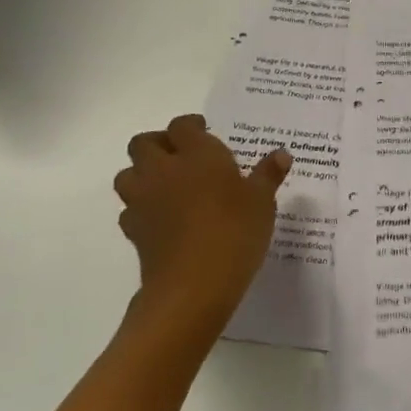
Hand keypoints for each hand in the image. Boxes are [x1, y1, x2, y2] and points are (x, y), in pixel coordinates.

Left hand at [113, 114, 290, 339]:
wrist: (193, 285)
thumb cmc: (234, 231)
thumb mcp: (262, 201)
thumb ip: (268, 174)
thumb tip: (281, 154)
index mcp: (197, 154)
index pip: (182, 125)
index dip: (191, 125)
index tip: (205, 130)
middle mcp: (164, 169)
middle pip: (143, 143)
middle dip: (158, 143)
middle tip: (181, 154)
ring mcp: (143, 200)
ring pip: (128, 174)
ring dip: (142, 173)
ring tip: (167, 184)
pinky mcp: (134, 230)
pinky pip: (130, 208)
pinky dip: (142, 207)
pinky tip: (162, 218)